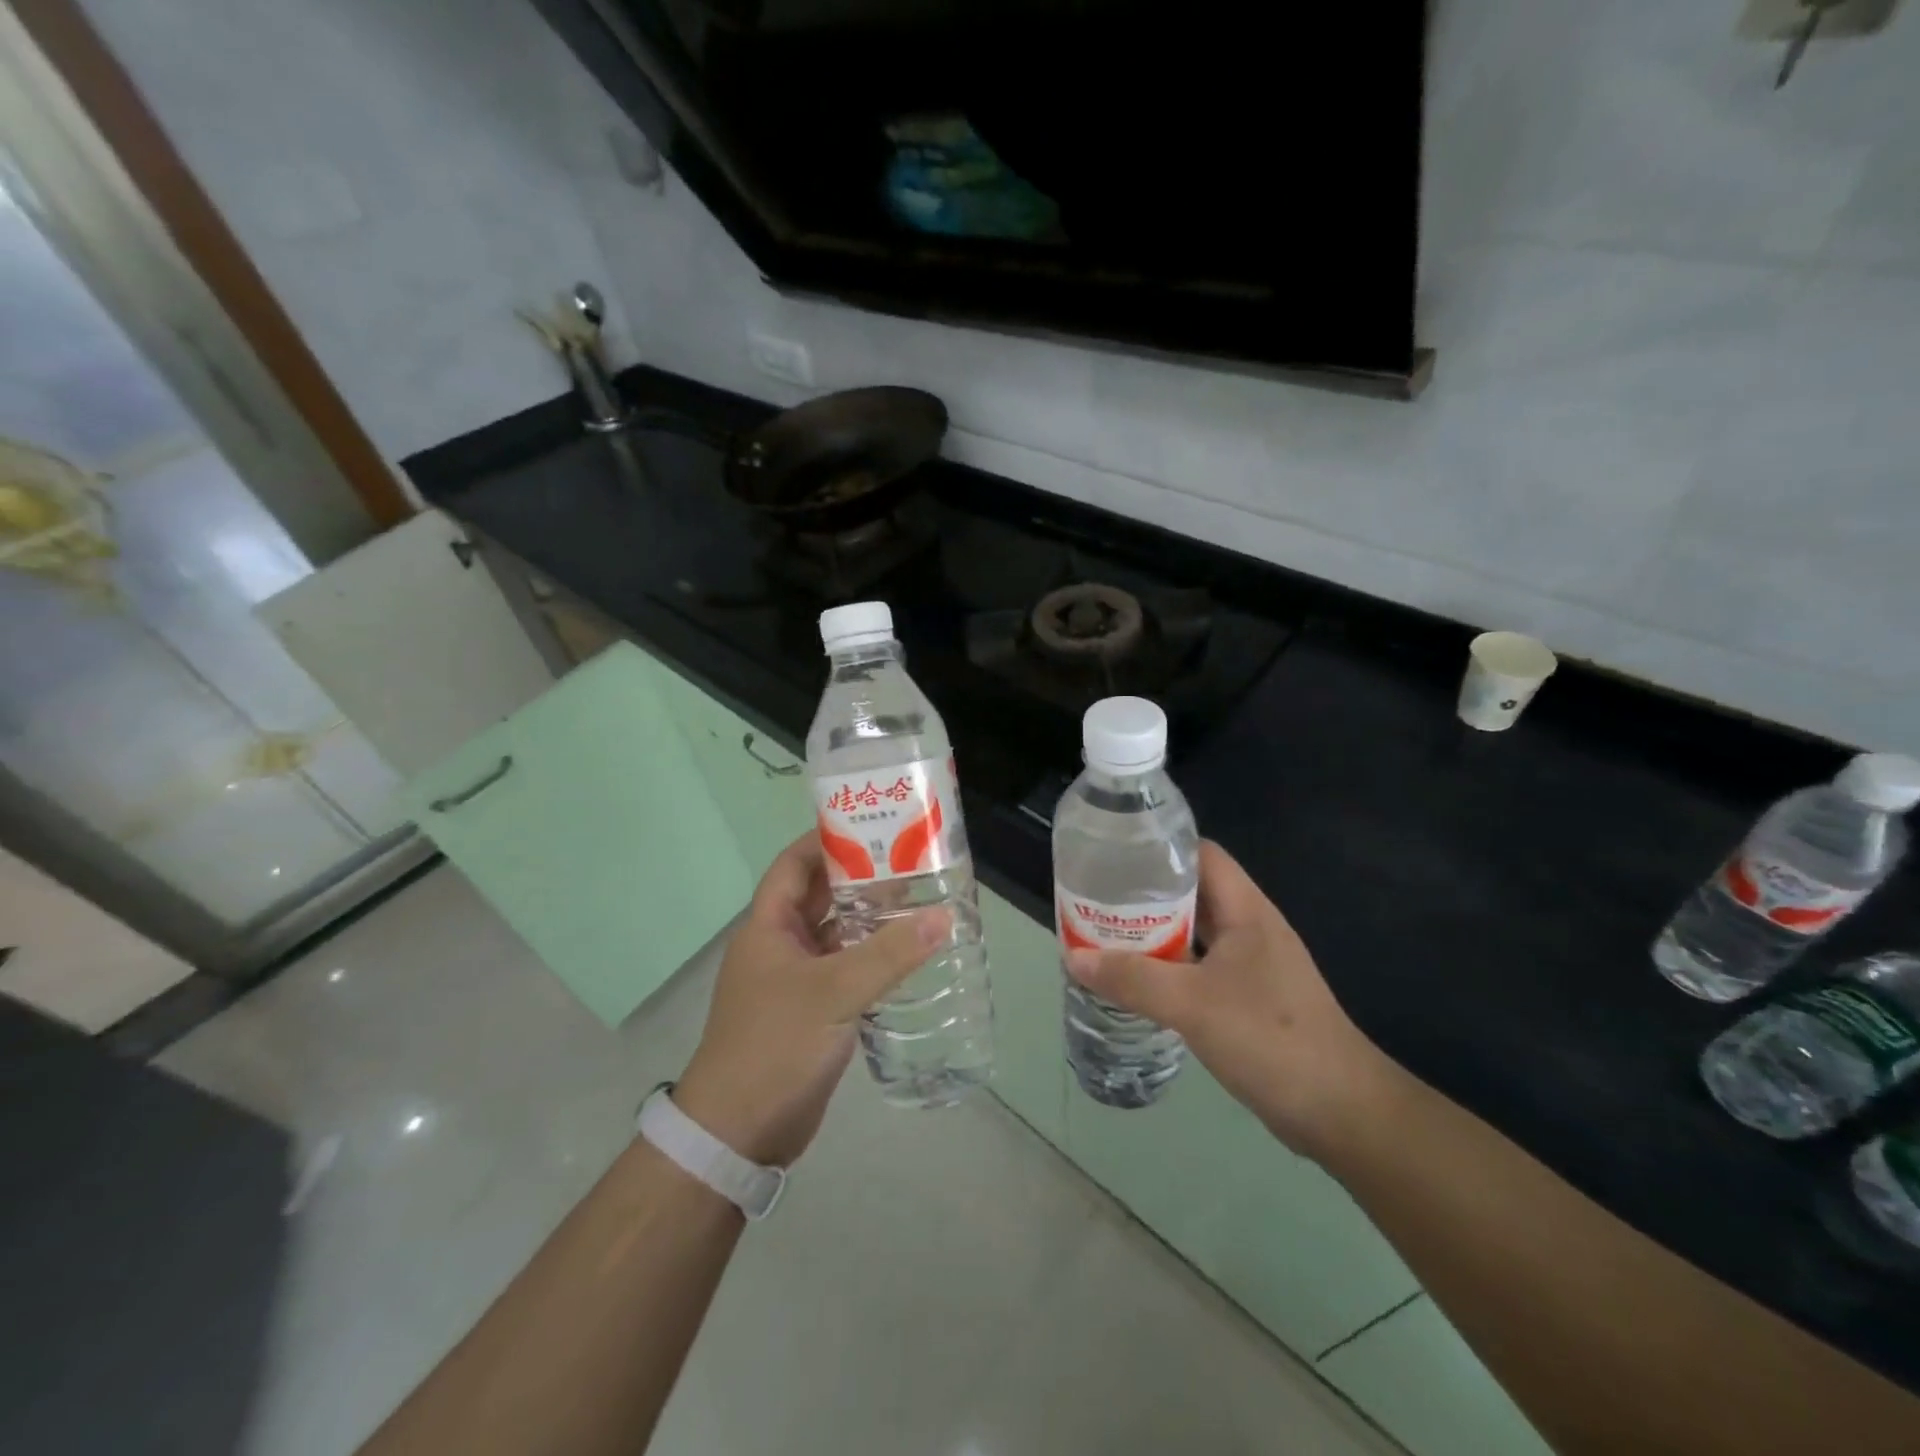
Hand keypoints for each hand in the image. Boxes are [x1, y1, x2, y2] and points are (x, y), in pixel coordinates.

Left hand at [675, 833, 948, 1167]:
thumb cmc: (774, 1046)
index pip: (795, 864)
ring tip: (921, 901)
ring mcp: (795, 980)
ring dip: (871, 920)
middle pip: (821, 897)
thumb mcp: (834, 993)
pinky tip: (909, 956)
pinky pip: (845, 970)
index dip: (827, 840)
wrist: (737, 1133)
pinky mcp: (812, 1012)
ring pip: (837, 935)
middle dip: (861, 878)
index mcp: (769, 926)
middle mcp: (780, 946)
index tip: (872, 826)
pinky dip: (872, 959)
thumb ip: (889, 955)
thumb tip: (943, 917)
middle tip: (912, 862)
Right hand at [1065, 840, 1393, 1161]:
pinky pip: (1199, 969)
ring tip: (1104, 936)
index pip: (1201, 854)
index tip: (1113, 854)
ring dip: (1153, 935)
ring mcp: (1251, 965)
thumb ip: (1132, 979)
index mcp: (1245, 910)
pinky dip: (1167, 969)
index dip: (1159, 847)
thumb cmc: (1270, 1038)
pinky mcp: (1248, 999)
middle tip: (1096, 900)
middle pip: (1192, 893)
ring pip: (1193, 934)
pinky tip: (1136, 982)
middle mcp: (1249, 928)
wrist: (1340, 1111)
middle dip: (1144, 894)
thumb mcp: (1192, 1003)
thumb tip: (1074, 957)